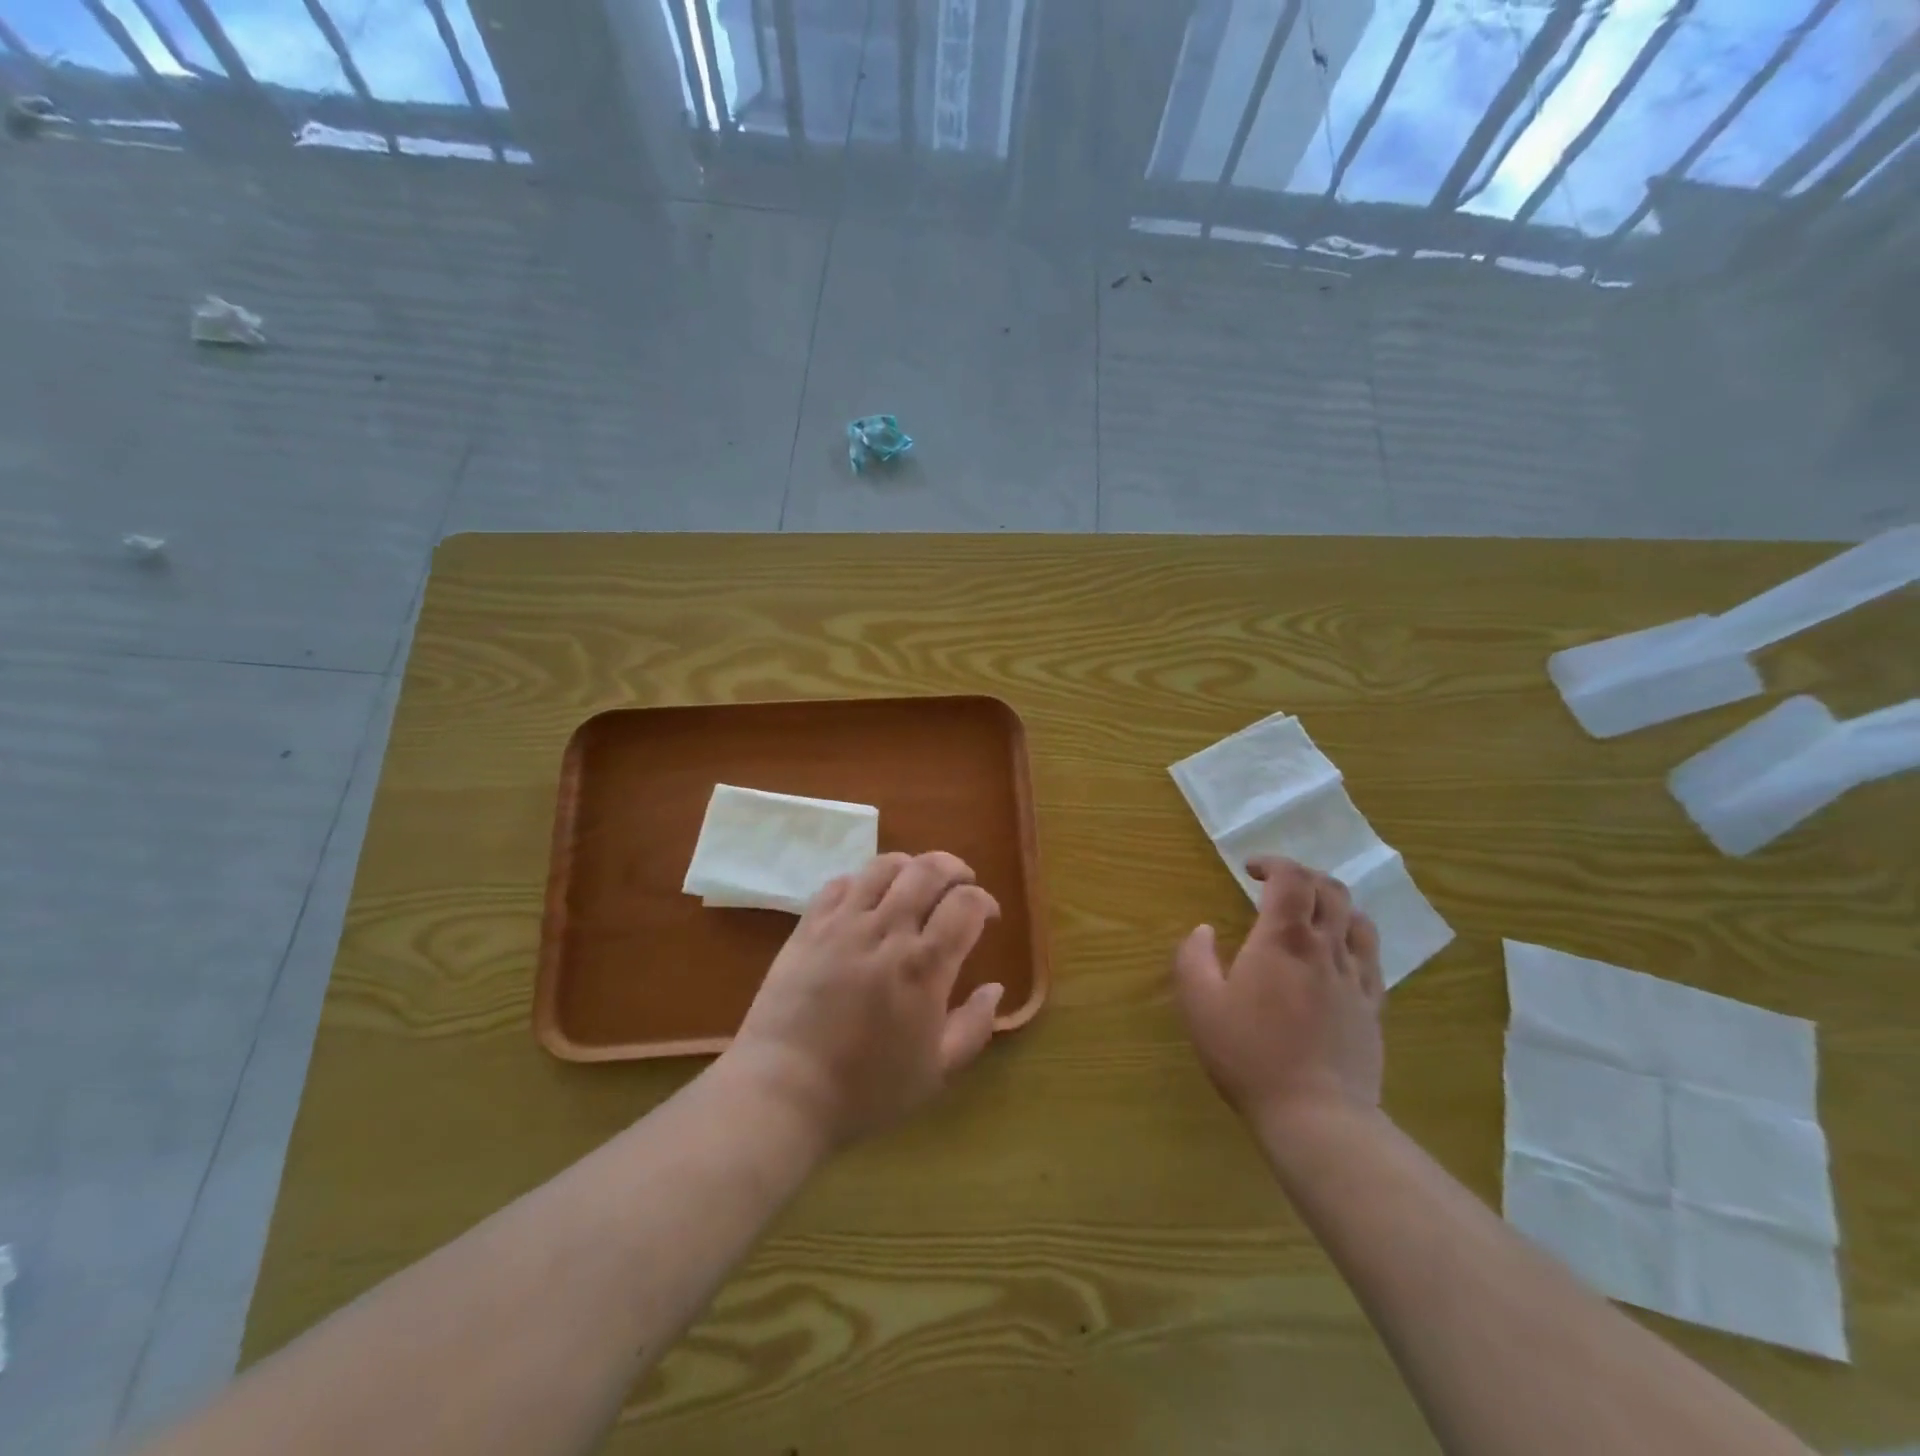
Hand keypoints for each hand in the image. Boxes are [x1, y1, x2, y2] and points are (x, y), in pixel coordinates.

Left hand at [725, 852, 1003, 1149]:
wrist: (783, 1091)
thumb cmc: (866, 1090)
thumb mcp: (936, 1072)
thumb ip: (974, 1027)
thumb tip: (995, 988)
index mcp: (924, 966)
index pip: (966, 904)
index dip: (984, 902)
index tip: (987, 917)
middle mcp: (887, 931)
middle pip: (929, 870)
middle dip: (955, 869)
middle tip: (961, 885)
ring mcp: (843, 924)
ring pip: (884, 866)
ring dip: (911, 866)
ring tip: (916, 883)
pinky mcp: (808, 927)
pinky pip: (840, 883)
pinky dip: (863, 881)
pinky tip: (867, 899)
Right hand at [1172, 856, 1383, 1131]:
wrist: (1317, 1116)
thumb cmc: (1250, 1054)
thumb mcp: (1200, 1005)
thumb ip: (1193, 958)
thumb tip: (1203, 930)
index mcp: (1283, 940)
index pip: (1291, 878)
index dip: (1273, 862)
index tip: (1250, 870)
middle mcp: (1325, 948)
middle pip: (1329, 889)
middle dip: (1302, 876)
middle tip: (1276, 887)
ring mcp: (1355, 977)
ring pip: (1356, 918)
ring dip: (1332, 902)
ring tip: (1310, 914)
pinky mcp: (1373, 1006)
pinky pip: (1372, 956)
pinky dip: (1353, 937)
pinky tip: (1337, 953)